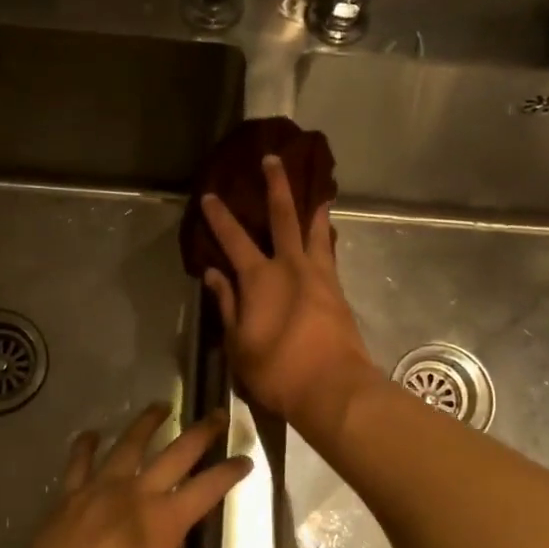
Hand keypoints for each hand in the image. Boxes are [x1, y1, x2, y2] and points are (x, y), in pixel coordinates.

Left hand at [0, 404, 248, 547]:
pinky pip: (79, 461)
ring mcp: (98, 490)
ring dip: (147, 423)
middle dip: (200, 433)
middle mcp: (134, 495)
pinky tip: (93, 434)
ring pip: (128, 444)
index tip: (246, 458)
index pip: (207, 488)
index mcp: (163, 523)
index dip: (230, 472)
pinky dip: (87, 445)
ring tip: (161, 406)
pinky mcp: (68, 496)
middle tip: (216, 415)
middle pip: (175, 454)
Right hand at [201, 155, 378, 435]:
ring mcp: (319, 276)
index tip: (211, 195)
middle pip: (284, 217)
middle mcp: (290, 266)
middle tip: (273, 159)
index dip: (220, 217)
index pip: (234, 239)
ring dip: (313, 208)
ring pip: (315, 231)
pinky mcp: (337, 291)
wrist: (332, 388)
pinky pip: (329, 254)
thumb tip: (214, 273)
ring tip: (317, 191)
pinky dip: (325, 238)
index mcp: (259, 278)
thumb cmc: (276, 370)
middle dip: (276, 186)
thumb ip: (227, 304)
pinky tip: (325, 236)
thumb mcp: (239, 342)